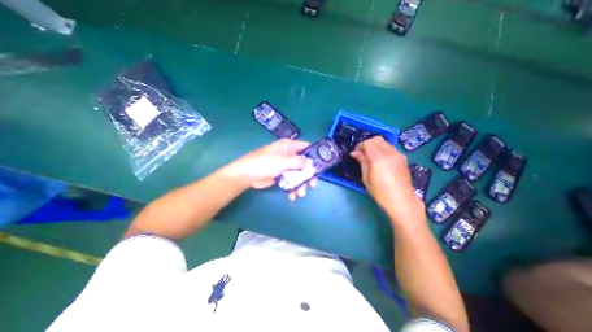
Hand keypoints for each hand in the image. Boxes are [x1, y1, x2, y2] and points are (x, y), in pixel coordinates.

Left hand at [227, 139, 318, 200]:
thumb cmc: (265, 163)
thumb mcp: (283, 161)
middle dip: (308, 175)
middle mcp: (289, 154)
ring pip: (298, 174)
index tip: (320, 166)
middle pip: (304, 163)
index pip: (306, 147)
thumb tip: (311, 163)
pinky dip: (292, 187)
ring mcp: (285, 165)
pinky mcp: (281, 174)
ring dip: (300, 184)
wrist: (247, 175)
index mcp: (289, 146)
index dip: (314, 155)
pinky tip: (292, 195)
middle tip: (312, 185)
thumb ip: (299, 161)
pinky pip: (291, 180)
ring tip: (300, 194)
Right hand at [350, 137, 425, 225]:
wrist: (402, 200)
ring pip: (384, 142)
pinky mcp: (403, 158)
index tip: (356, 153)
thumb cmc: (381, 192)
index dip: (360, 146)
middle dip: (367, 144)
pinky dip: (382, 149)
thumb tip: (354, 152)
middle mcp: (390, 153)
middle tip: (362, 153)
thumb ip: (362, 162)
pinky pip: (390, 147)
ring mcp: (398, 154)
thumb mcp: (366, 178)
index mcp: (379, 159)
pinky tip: (380, 159)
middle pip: (377, 139)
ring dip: (375, 146)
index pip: (368, 143)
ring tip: (371, 156)